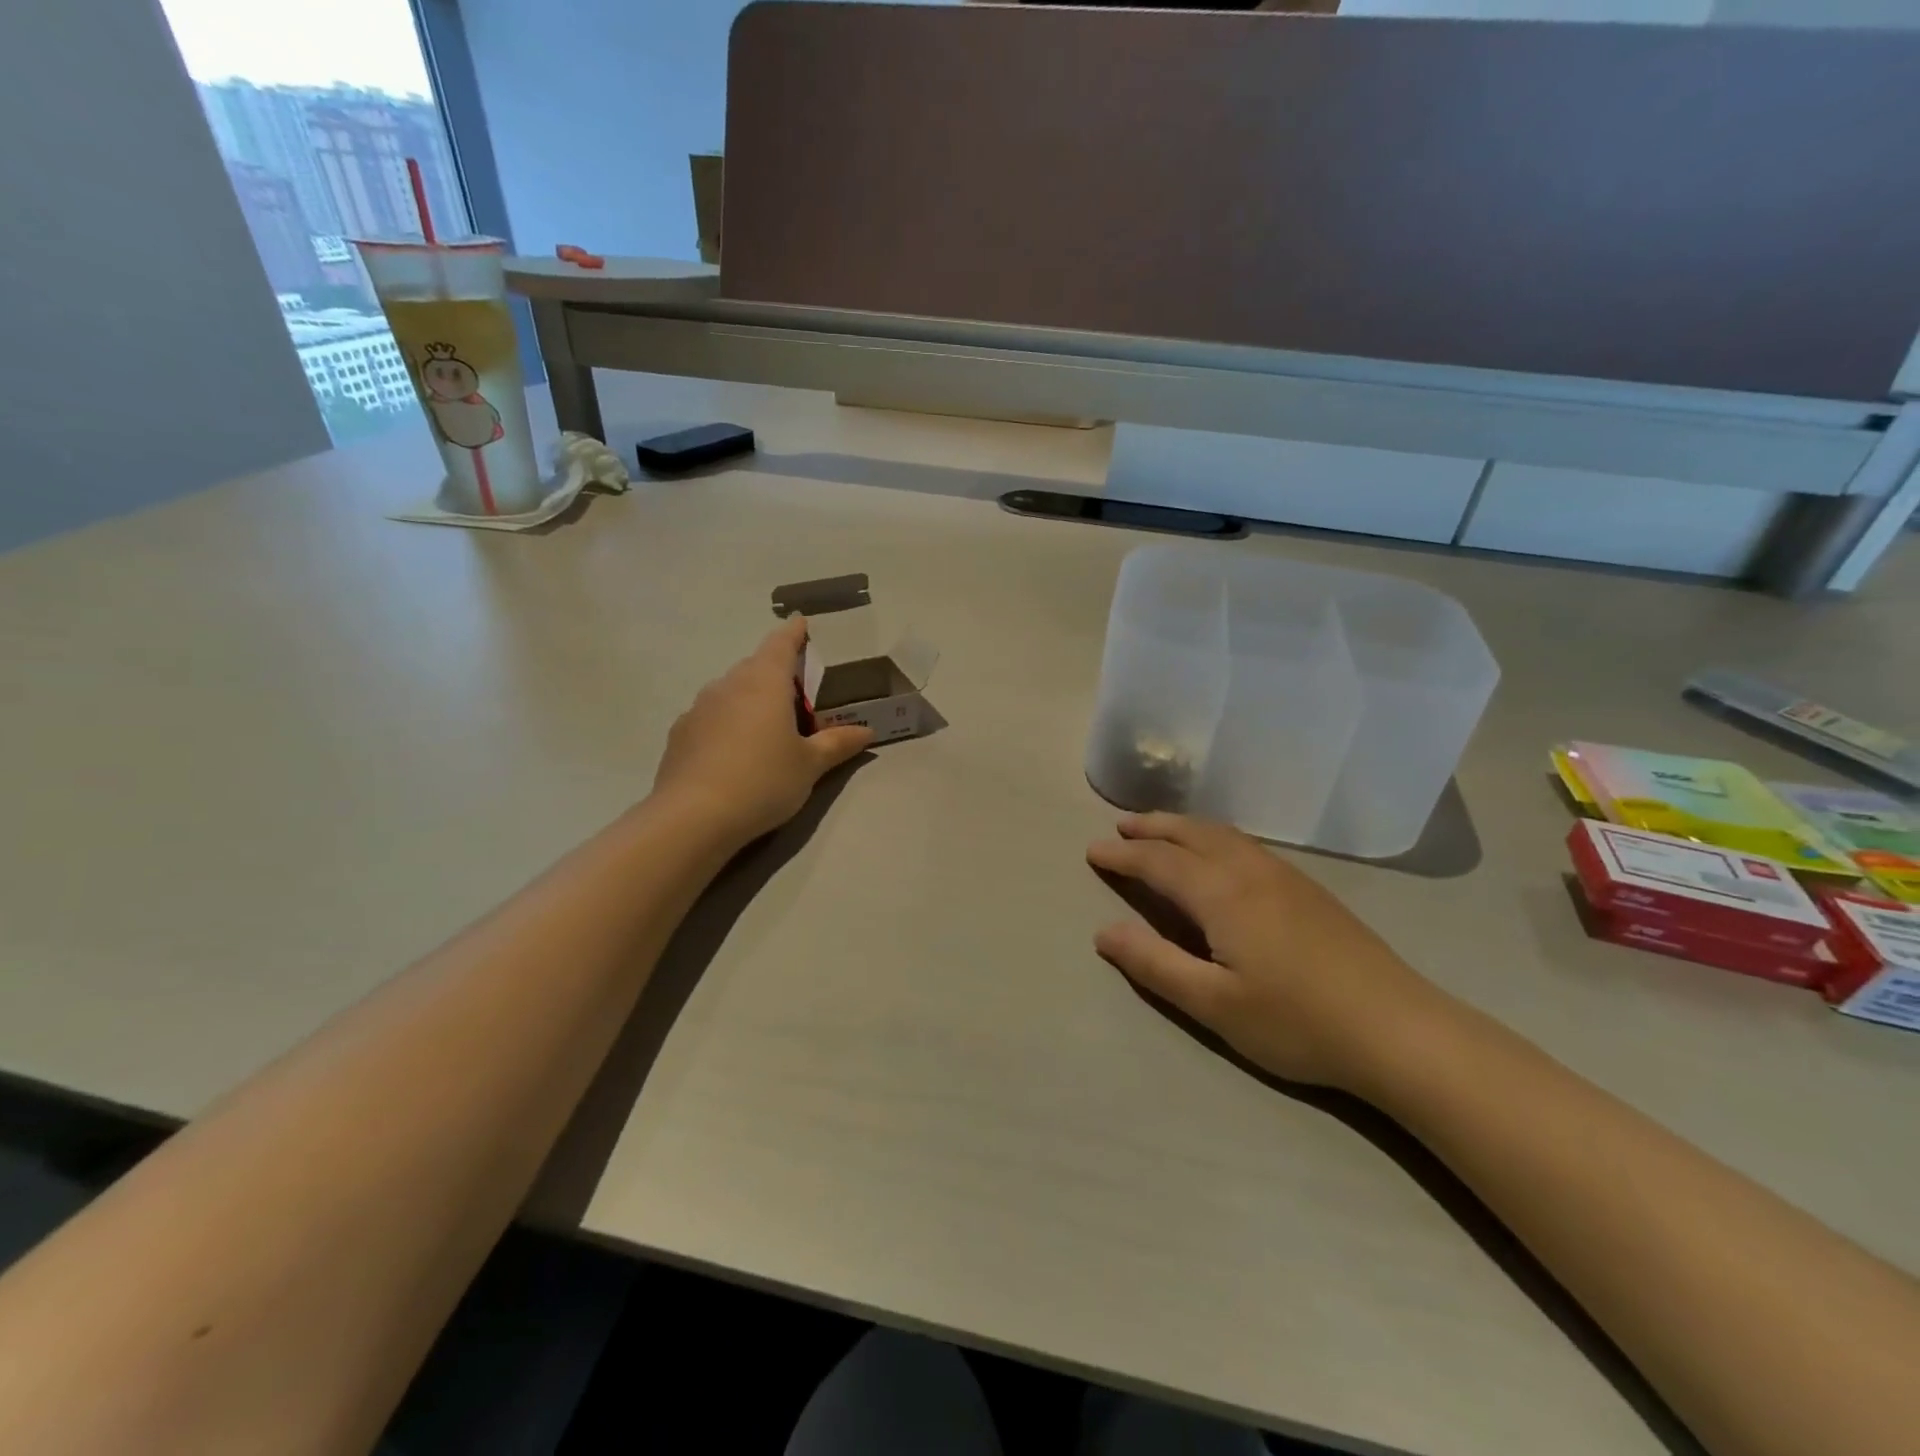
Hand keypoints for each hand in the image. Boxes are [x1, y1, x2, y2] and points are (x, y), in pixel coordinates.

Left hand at [653, 617, 873, 845]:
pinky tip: (735, 753)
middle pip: (755, 667)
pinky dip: (727, 723)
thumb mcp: (810, 766)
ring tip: (767, 727)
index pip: (781, 644)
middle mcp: (728, 685)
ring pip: (731, 692)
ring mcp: (699, 708)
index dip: (794, 632)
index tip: (801, 622)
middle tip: (797, 693)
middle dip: (776, 673)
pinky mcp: (680, 734)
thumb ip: (838, 744)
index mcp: (764, 682)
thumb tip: (866, 731)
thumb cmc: (763, 781)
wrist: (693, 818)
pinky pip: (711, 717)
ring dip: (750, 699)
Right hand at [1087, 813, 1445, 1090]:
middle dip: (1152, 827)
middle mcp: (1249, 870)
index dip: (1123, 855)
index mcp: (1222, 893)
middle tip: (1121, 825)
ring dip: (1184, 826)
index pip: (1159, 861)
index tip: (1093, 851)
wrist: (1398, 1030)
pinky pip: (1245, 844)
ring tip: (1161, 830)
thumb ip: (1154, 964)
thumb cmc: (1296, 1021)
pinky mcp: (1308, 889)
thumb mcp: (1213, 1004)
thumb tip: (1103, 931)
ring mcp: (1284, 876)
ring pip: (1222, 834)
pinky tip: (1219, 853)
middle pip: (1191, 833)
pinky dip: (1214, 836)